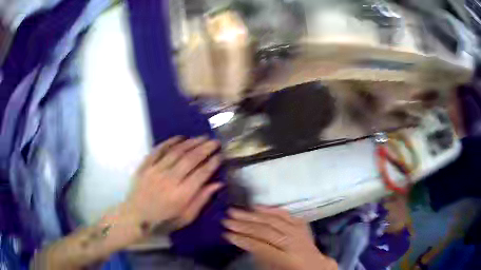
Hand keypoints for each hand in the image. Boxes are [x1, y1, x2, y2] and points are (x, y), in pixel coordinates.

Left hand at [125, 136, 222, 231]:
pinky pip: (158, 149)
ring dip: (191, 142)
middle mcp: (169, 179)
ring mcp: (155, 170)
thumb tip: (218, 184)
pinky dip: (170, 142)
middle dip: (205, 148)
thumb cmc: (163, 221)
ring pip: (176, 151)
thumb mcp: (186, 218)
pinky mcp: (145, 166)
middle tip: (215, 142)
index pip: (201, 174)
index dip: (213, 163)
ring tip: (201, 137)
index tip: (221, 156)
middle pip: (191, 159)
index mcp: (181, 195)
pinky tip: (180, 137)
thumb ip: (201, 200)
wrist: (135, 218)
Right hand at [223, 207, 337, 269]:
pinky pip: (284, 214)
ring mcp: (298, 232)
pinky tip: (257, 206)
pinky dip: (269, 209)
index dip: (243, 240)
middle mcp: (293, 243)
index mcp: (287, 259)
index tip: (227, 234)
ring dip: (252, 215)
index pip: (261, 247)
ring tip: (235, 211)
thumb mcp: (274, 268)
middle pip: (266, 231)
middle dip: (244, 225)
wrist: (315, 265)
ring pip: (273, 220)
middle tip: (227, 220)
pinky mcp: (301, 224)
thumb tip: (245, 242)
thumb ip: (261, 256)